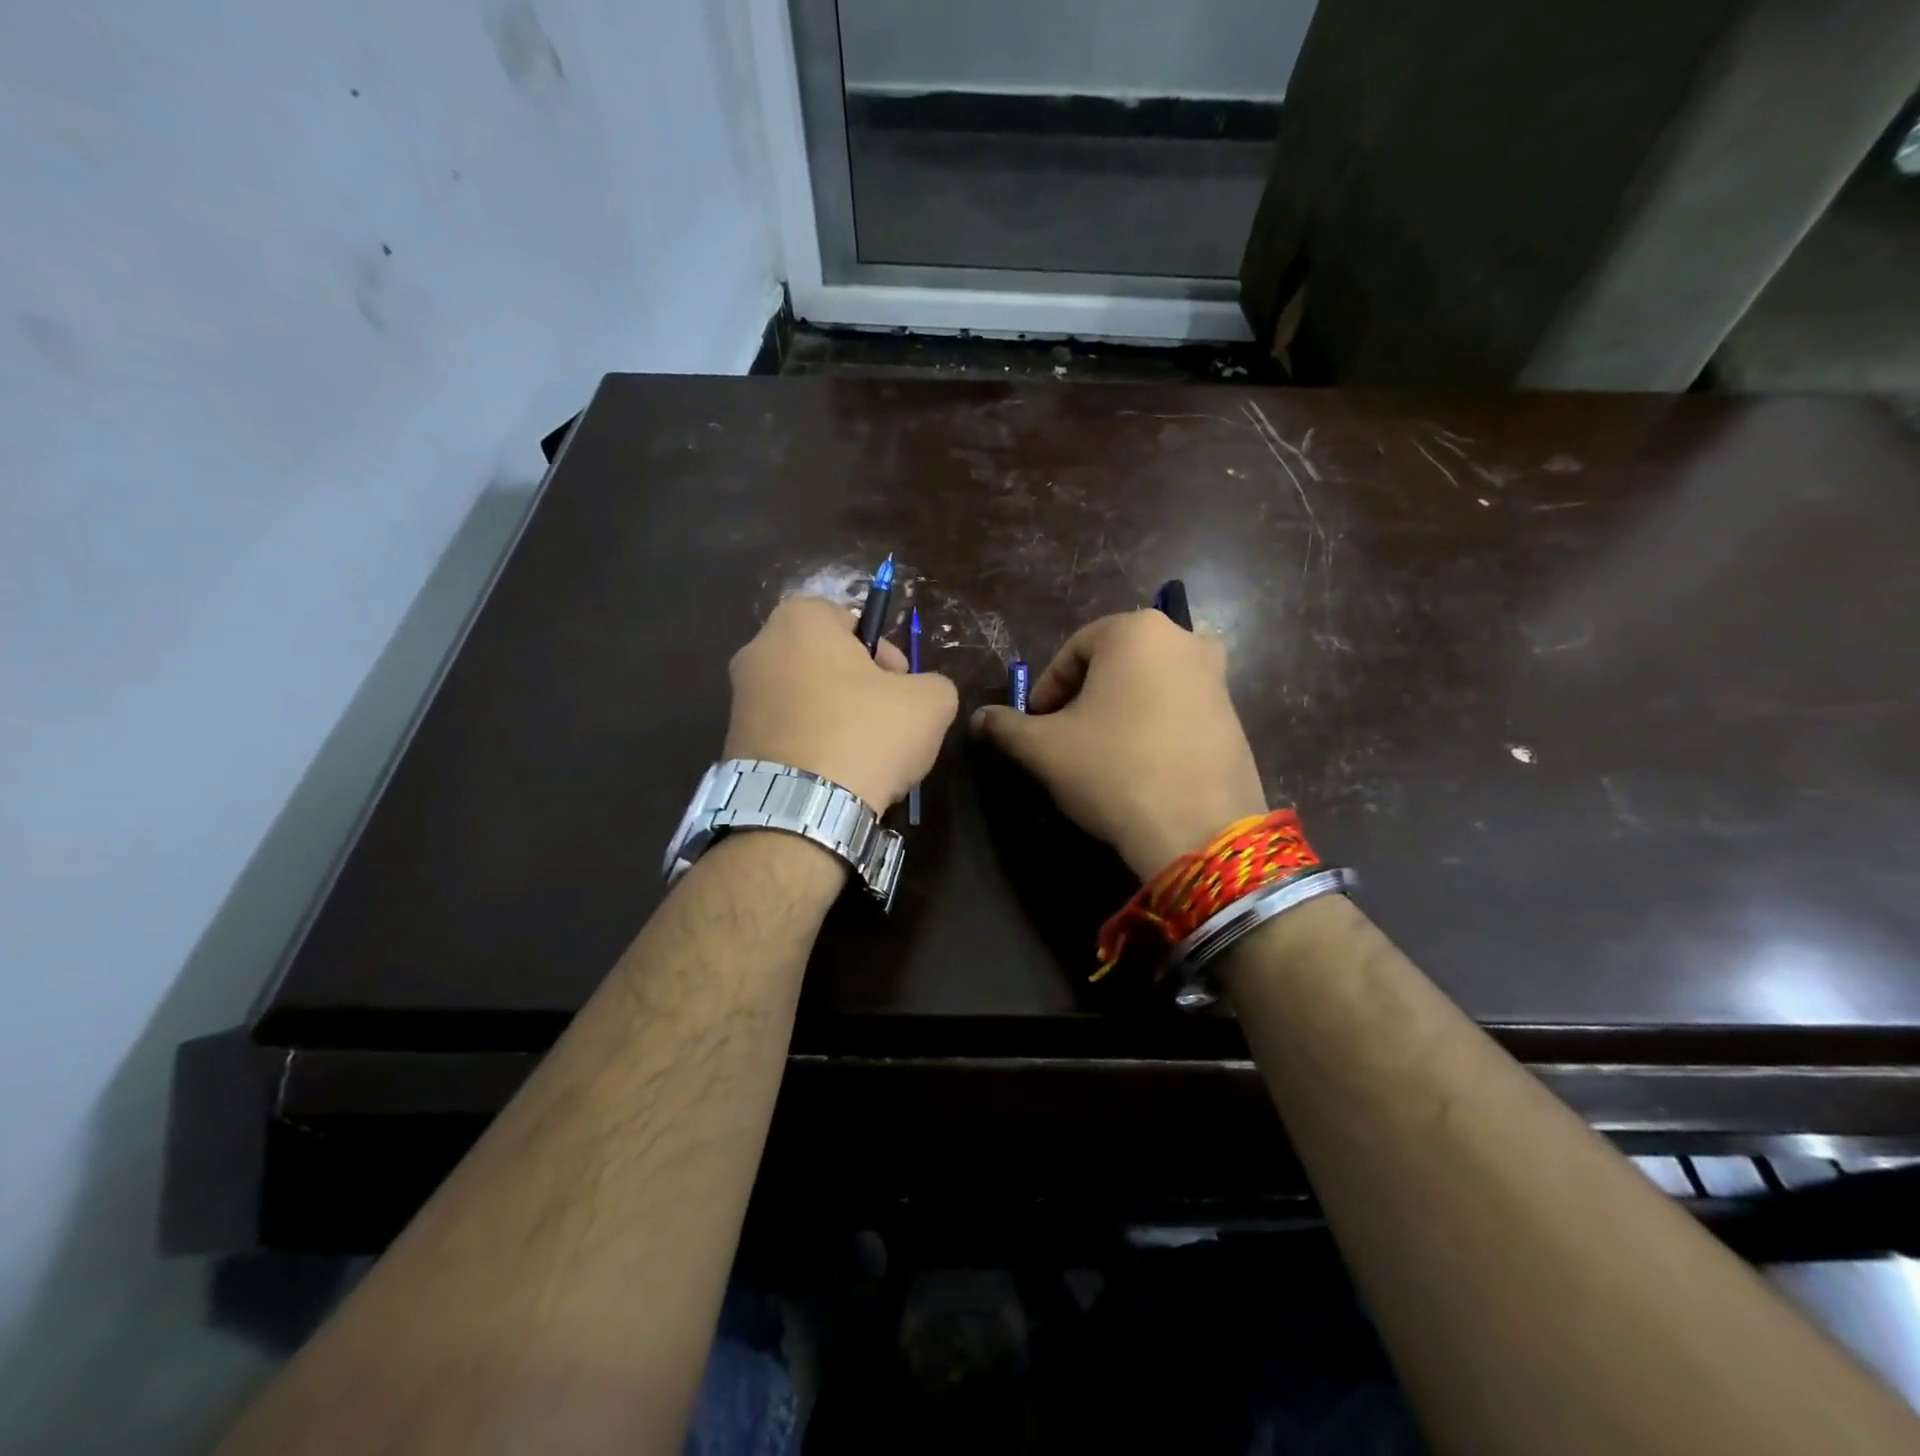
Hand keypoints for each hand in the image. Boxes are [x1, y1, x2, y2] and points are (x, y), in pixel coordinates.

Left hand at [725, 595, 957, 811]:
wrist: (800, 811)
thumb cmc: (865, 735)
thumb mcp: (930, 702)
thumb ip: (933, 683)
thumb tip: (922, 693)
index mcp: (799, 621)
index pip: (850, 619)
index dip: (884, 650)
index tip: (901, 685)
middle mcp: (758, 650)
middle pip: (824, 660)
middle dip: (859, 685)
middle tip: (887, 719)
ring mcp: (739, 699)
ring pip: (805, 698)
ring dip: (835, 718)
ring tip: (864, 757)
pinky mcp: (733, 743)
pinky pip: (786, 733)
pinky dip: (810, 746)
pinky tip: (835, 777)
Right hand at [971, 610, 1265, 877]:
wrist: (1199, 829)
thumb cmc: (1113, 770)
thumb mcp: (1044, 749)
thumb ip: (1006, 726)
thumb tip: (980, 718)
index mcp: (1136, 631)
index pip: (1073, 651)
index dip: (1047, 688)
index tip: (1036, 725)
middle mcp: (1183, 639)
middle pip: (1113, 664)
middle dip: (1083, 697)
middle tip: (1064, 737)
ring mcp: (1216, 677)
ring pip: (1147, 685)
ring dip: (1118, 711)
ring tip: (1100, 753)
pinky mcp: (1235, 715)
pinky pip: (1178, 709)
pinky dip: (1152, 726)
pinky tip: (1139, 765)